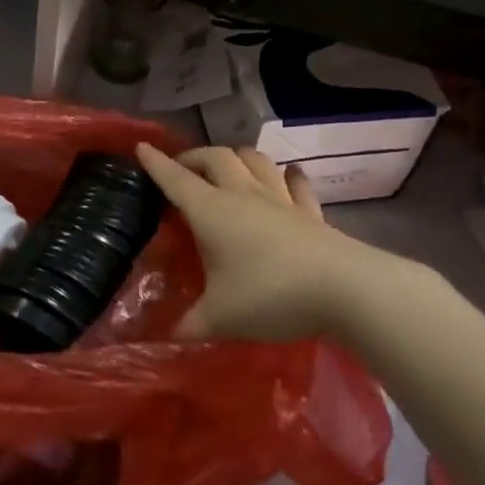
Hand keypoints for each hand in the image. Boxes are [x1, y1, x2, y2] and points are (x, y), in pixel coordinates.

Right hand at [134, 143, 388, 341]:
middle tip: (182, 169)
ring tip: (226, 167)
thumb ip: (188, 325)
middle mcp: (242, 195)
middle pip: (214, 157)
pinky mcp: (310, 211)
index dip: (155, 164)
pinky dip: (285, 175)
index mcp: (211, 211)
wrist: (343, 290)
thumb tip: (162, 336)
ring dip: (235, 157)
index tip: (140, 148)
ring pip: (254, 159)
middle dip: (193, 157)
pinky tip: (286, 175)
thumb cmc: (270, 296)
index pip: (175, 179)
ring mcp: (280, 199)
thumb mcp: (219, 318)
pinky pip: (295, 182)